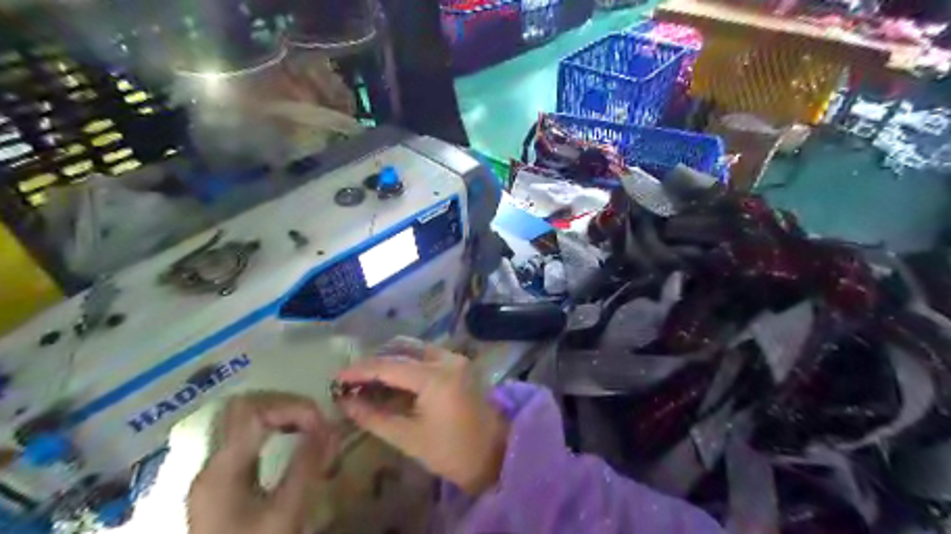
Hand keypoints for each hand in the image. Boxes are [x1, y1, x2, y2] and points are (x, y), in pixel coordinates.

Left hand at [185, 392, 337, 533]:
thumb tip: (331, 428)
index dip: (291, 406)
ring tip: (314, 431)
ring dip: (285, 417)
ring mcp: (216, 470)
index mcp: (222, 469)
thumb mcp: (285, 513)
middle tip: (320, 424)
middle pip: (248, 407)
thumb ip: (306, 466)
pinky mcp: (225, 480)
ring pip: (248, 419)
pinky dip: (278, 431)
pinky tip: (297, 444)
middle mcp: (214, 462)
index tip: (321, 424)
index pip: (252, 409)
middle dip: (289, 407)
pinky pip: (251, 438)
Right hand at [336, 341, 507, 494]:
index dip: (360, 370)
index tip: (336, 377)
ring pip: (415, 349)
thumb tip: (345, 402)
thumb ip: (374, 417)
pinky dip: (407, 363)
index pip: (389, 366)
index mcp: (435, 377)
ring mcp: (456, 358)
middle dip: (375, 363)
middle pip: (402, 350)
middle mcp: (447, 359)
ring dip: (391, 360)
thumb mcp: (408, 437)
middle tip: (351, 379)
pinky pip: (427, 355)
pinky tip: (393, 379)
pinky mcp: (460, 364)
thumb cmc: (450, 451)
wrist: (494, 454)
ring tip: (368, 379)